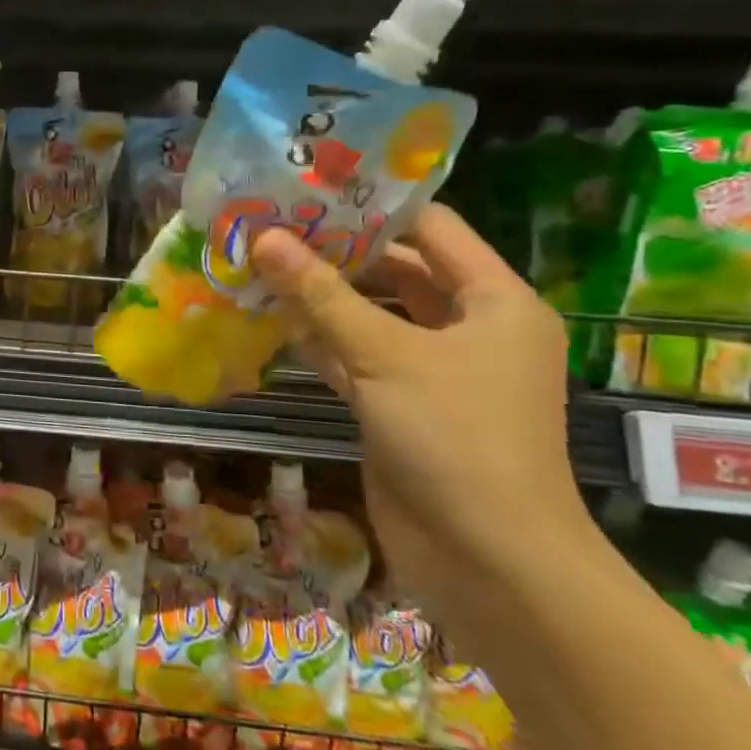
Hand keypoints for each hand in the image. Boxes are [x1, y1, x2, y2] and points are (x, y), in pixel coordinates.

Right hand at [250, 204, 593, 612]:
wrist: (488, 561)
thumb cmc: (456, 437)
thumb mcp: (387, 354)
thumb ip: (322, 294)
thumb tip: (264, 238)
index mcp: (493, 301)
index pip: (431, 229)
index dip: (372, 206)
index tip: (309, 189)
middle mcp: (467, 328)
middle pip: (396, 271)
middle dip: (334, 251)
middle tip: (269, 225)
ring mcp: (432, 370)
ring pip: (369, 316)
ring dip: (319, 297)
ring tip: (256, 264)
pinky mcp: (398, 405)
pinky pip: (354, 357)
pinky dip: (317, 340)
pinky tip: (267, 319)